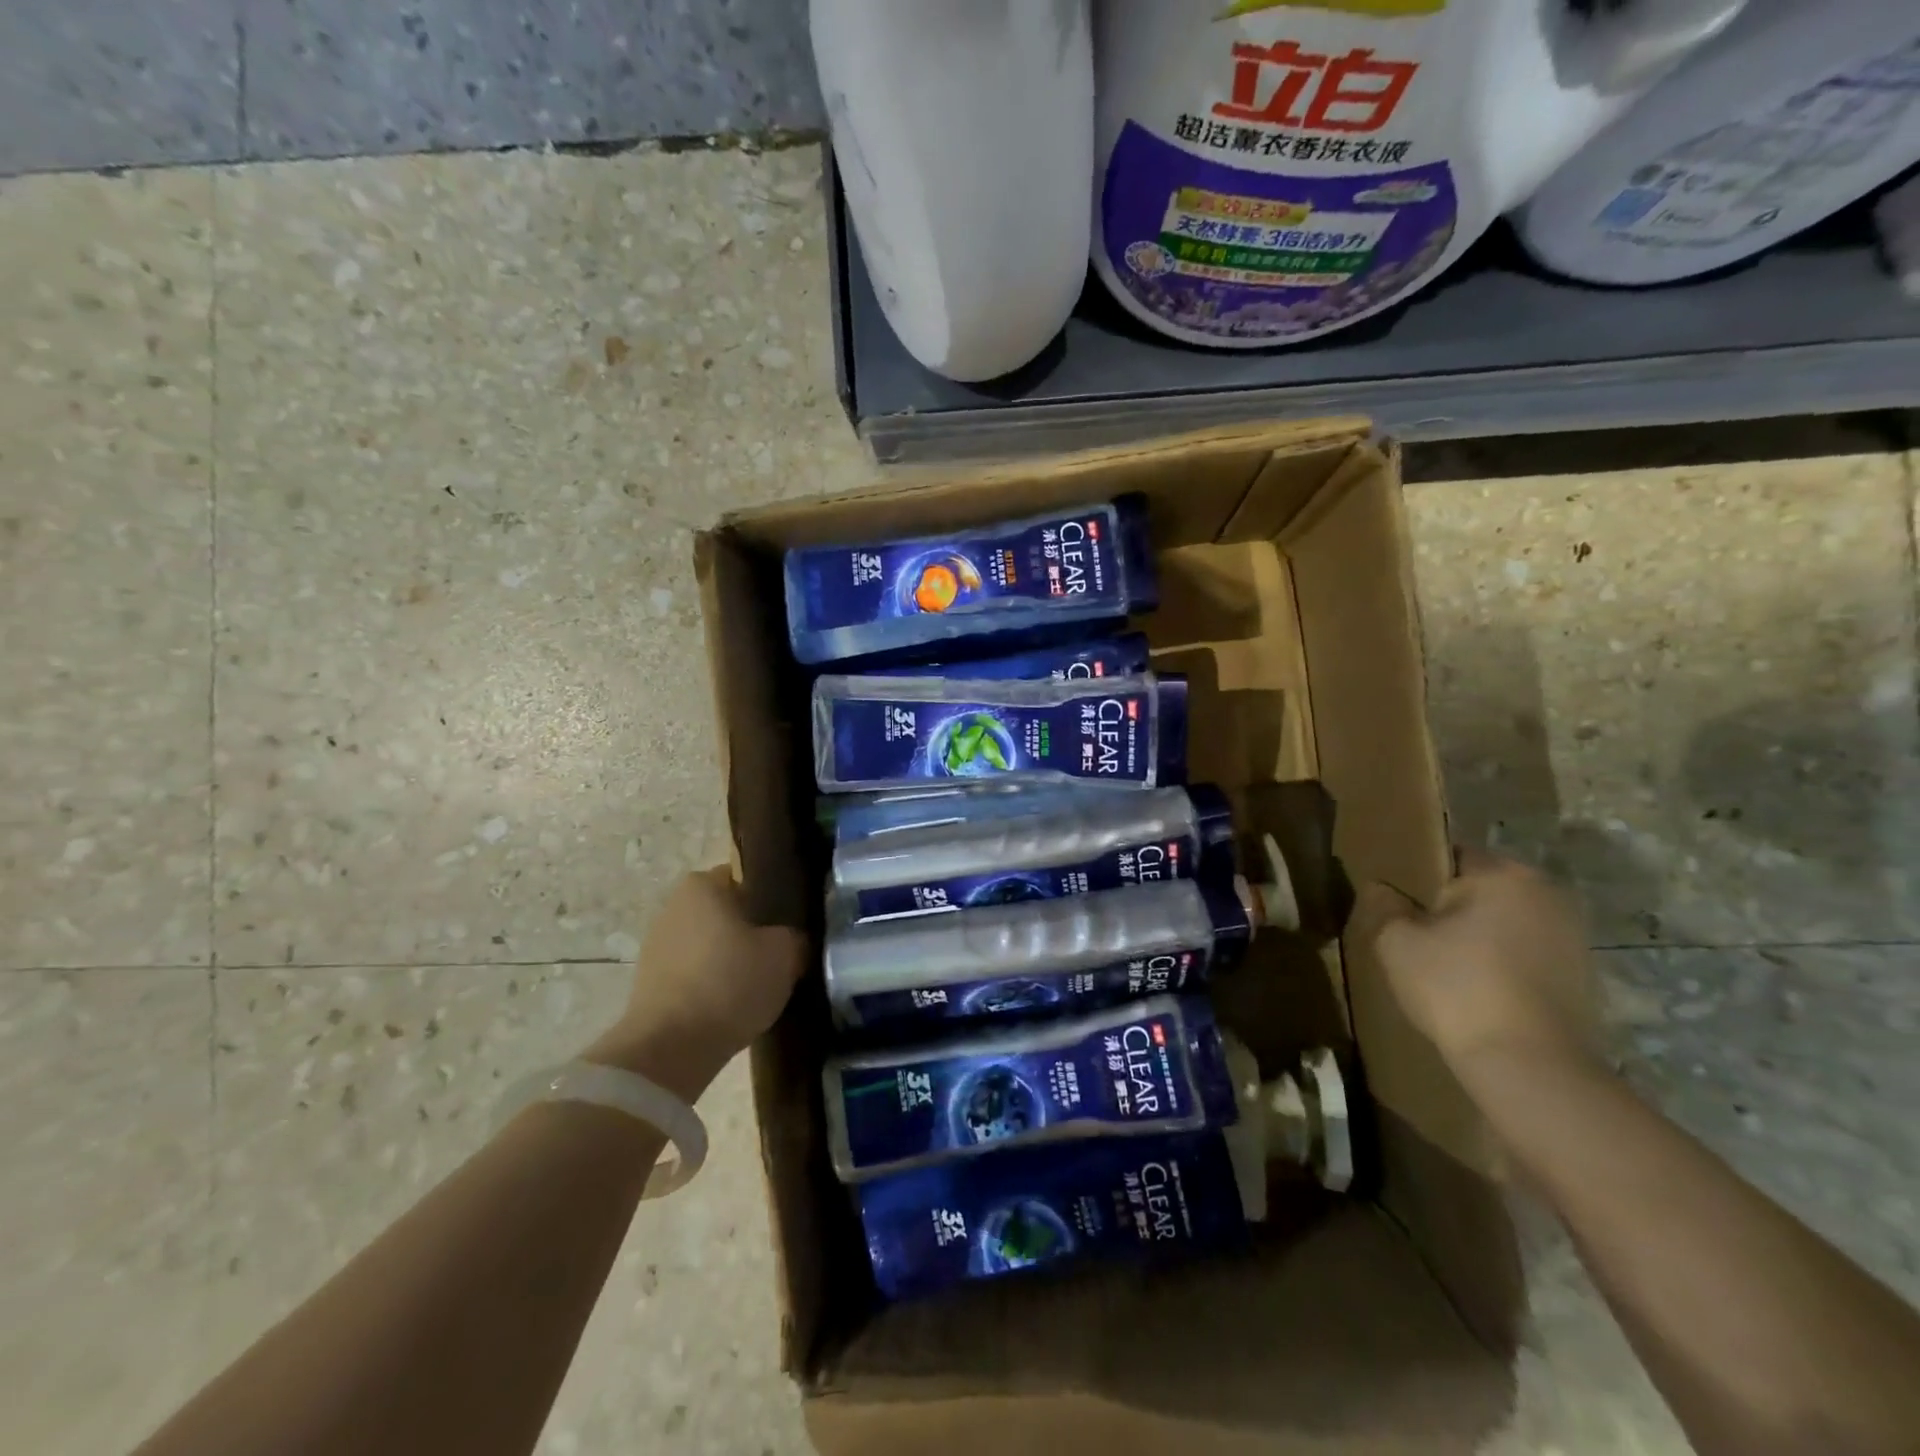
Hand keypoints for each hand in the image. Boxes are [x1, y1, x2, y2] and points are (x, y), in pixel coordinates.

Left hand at [586, 867, 805, 1097]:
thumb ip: (794, 937)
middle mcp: (674, 906)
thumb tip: (793, 940)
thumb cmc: (730, 982)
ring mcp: (656, 946)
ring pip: (709, 945)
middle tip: (779, 954)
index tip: (789, 924)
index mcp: (703, 885)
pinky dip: (711, 986)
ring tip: (758, 985)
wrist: (670, 1048)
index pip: (745, 879)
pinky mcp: (649, 984)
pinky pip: (693, 974)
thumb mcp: (785, 954)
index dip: (770, 899)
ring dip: (729, 960)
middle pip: (725, 912)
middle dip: (749, 931)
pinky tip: (732, 1006)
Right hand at [1360, 848, 1600, 1072]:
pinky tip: (1478, 992)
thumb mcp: (1396, 942)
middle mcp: (1547, 894)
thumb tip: (1380, 888)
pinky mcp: (1582, 976)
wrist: (1530, 1067)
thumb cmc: (1457, 989)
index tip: (1397, 904)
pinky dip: (1502, 964)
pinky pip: (1526, 955)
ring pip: (1504, 923)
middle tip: (1416, 937)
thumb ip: (1383, 904)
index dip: (1417, 877)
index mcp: (1503, 875)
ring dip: (1478, 936)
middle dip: (1449, 907)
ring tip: (1445, 968)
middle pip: (1480, 889)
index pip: (1449, 855)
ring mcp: (1572, 937)